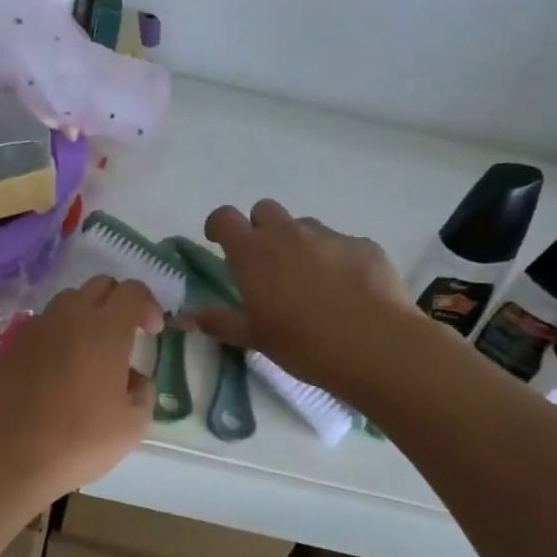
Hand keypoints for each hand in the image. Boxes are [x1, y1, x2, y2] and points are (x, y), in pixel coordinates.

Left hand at [0, 276, 162, 505]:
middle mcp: (69, 318)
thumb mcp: (133, 424)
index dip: (149, 306)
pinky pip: (43, 324)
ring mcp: (36, 329)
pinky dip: (59, 333)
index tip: (153, 333)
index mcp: (105, 330)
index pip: (133, 292)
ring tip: (91, 350)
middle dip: (119, 303)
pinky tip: (61, 367)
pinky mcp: (13, 346)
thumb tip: (133, 378)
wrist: (11, 458)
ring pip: (68, 301)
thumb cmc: (80, 441)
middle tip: (126, 336)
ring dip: (87, 314)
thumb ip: (143, 392)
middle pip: (100, 286)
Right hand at [188, 200, 415, 391]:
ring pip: (305, 227)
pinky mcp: (364, 245)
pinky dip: (336, 260)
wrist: (375, 346)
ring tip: (310, 283)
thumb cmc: (302, 344)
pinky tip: (347, 292)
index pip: (225, 217)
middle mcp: (288, 234)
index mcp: (254, 253)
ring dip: (299, 245)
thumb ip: (217, 321)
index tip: (219, 242)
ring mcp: (329, 236)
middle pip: (265, 211)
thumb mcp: (253, 337)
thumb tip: (181, 317)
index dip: (219, 226)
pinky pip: (341, 244)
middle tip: (267, 265)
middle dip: (261, 229)